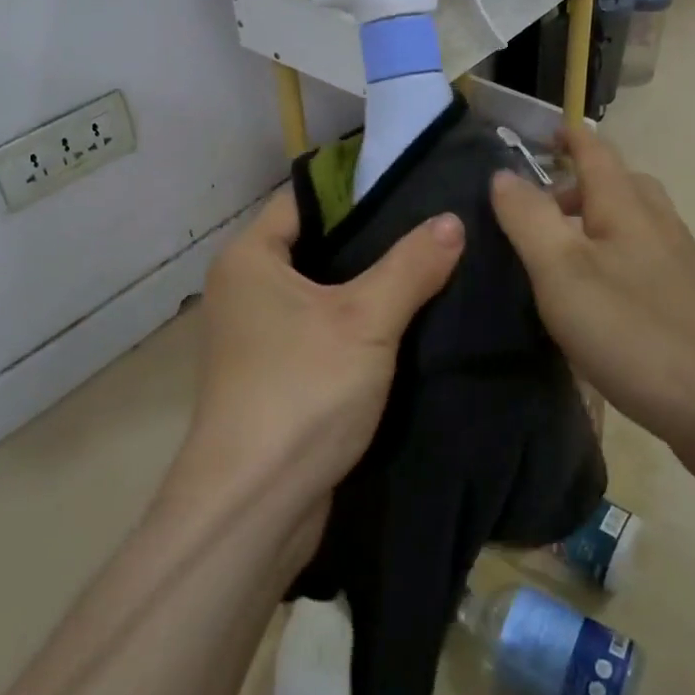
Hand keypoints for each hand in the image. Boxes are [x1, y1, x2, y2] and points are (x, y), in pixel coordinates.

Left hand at [183, 189, 463, 510]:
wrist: (254, 506)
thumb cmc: (302, 391)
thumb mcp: (366, 321)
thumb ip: (410, 266)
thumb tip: (451, 221)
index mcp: (249, 258)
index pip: (304, 199)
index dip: (355, 191)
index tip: (412, 188)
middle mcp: (243, 289)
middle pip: (315, 244)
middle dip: (370, 240)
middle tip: (432, 229)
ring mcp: (256, 336)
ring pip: (320, 292)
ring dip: (367, 287)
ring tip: (430, 268)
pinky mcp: (275, 375)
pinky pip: (319, 331)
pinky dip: (355, 325)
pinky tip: (405, 324)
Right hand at [489, 125, 694, 475]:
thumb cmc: (636, 332)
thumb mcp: (563, 271)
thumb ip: (529, 219)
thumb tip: (503, 173)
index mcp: (626, 208)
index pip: (596, 152)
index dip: (568, 136)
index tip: (541, 132)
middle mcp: (658, 226)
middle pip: (620, 185)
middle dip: (578, 183)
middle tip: (537, 207)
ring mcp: (679, 267)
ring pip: (632, 225)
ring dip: (594, 223)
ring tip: (557, 254)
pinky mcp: (688, 305)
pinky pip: (641, 261)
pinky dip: (611, 260)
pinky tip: (594, 300)